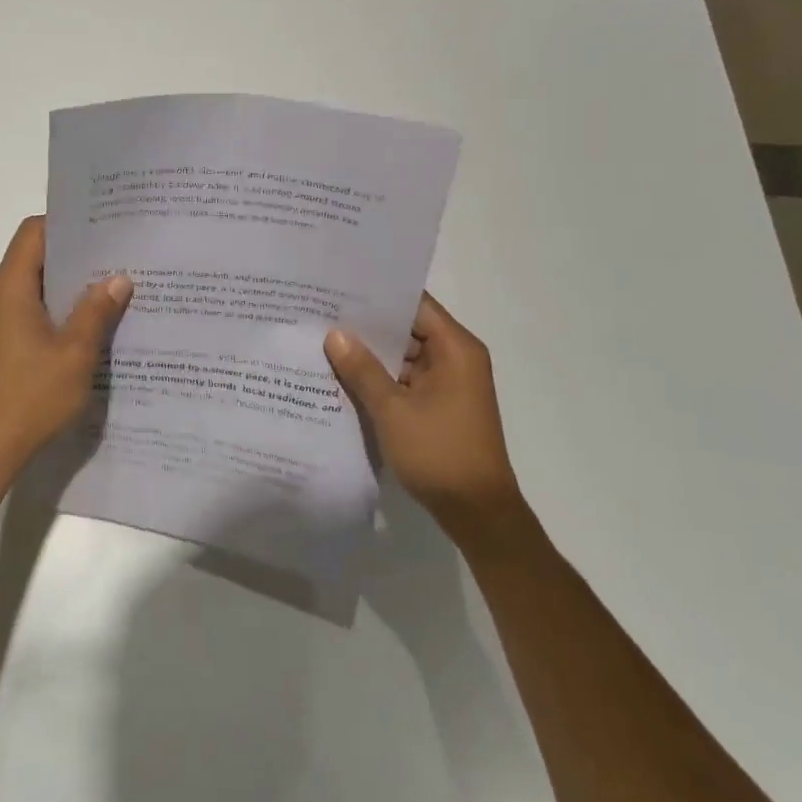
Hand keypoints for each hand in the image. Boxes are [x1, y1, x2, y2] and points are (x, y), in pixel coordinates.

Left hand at [0, 216, 132, 475]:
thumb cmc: (30, 398)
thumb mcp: (75, 354)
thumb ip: (96, 311)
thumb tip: (119, 278)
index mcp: (11, 288)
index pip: (33, 232)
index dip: (66, 223)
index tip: (103, 225)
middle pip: (36, 256)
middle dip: (76, 253)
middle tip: (120, 253)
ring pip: (37, 285)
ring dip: (70, 284)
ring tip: (114, 285)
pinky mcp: (3, 344)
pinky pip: (34, 311)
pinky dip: (60, 309)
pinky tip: (93, 323)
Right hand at [324, 293, 530, 550]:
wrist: (478, 513)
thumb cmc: (439, 453)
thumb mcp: (393, 410)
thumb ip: (362, 369)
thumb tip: (334, 334)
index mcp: (456, 348)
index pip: (414, 304)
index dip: (378, 295)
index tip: (340, 288)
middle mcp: (457, 358)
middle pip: (408, 327)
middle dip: (368, 324)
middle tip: (322, 312)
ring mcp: (450, 383)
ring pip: (404, 355)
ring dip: (372, 353)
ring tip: (325, 339)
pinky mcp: (441, 405)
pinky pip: (406, 378)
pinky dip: (381, 377)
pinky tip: (345, 375)